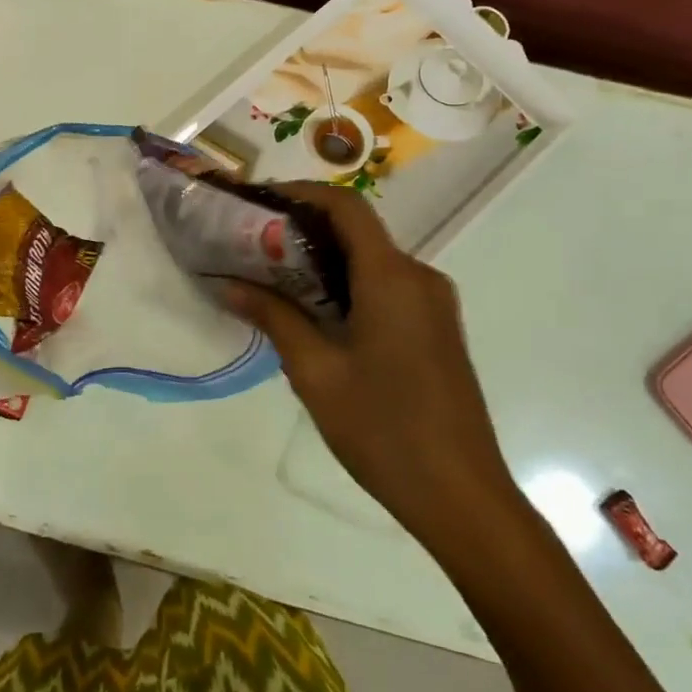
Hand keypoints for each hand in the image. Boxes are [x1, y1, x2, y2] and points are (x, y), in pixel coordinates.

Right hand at [221, 183, 515, 537]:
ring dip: (323, 258)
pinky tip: (314, 310)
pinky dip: (347, 282)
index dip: (300, 193)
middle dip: (303, 228)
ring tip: (272, 275)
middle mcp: (418, 276)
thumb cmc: (384, 430)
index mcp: (392, 277)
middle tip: (252, 242)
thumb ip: (273, 316)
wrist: (463, 498)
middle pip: (357, 230)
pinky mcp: (436, 327)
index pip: (345, 207)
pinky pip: (386, 285)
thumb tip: (227, 283)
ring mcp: (433, 302)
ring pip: (371, 258)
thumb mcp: (315, 372)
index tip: (257, 202)